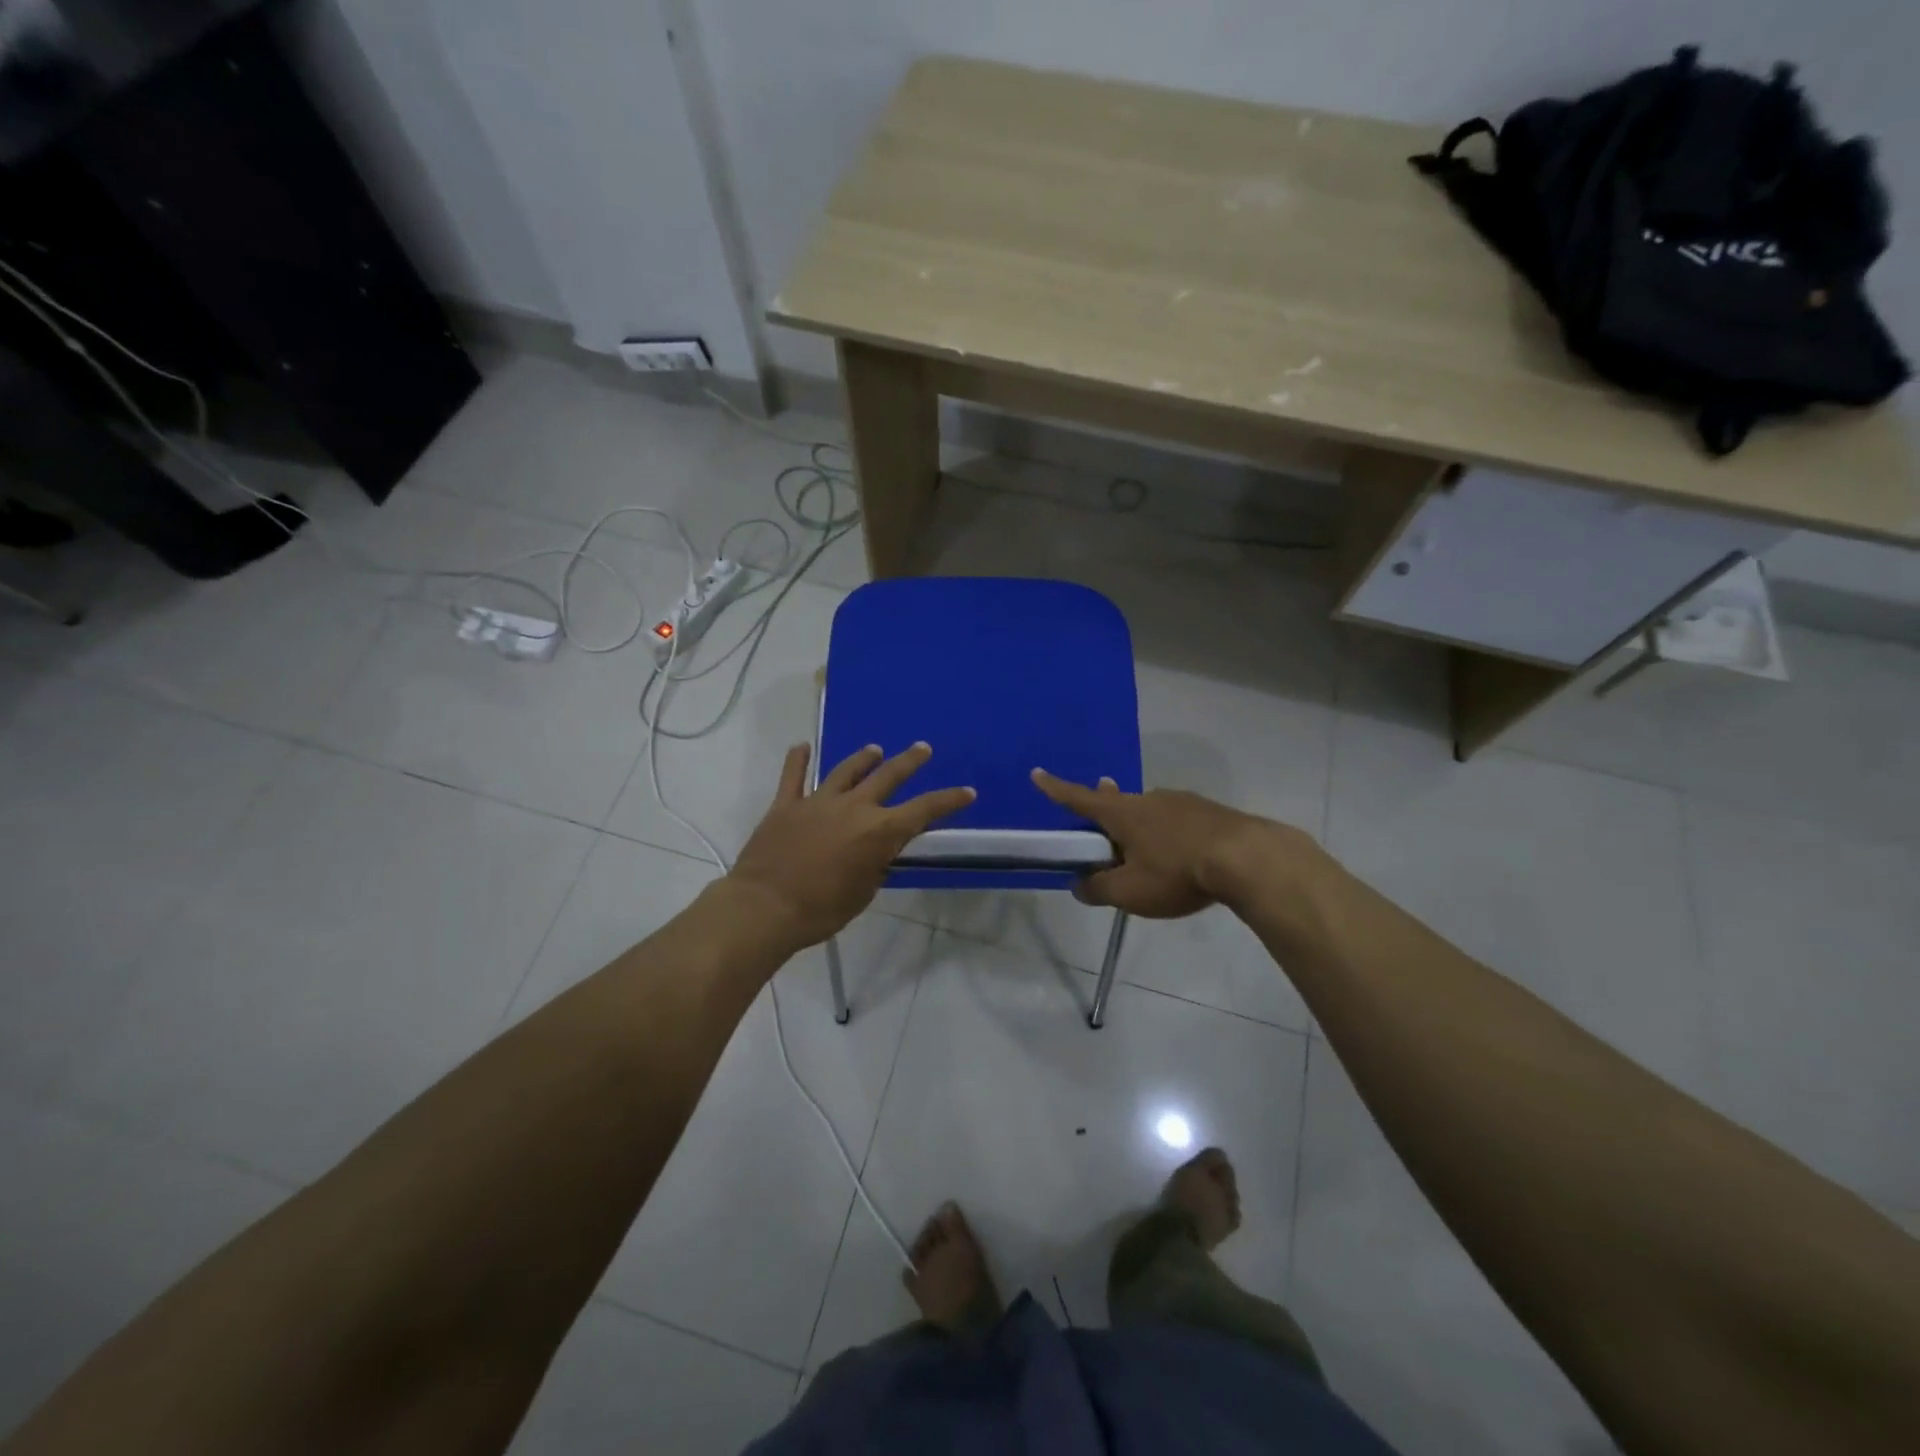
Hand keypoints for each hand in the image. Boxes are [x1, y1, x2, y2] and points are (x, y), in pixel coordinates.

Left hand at [729, 742, 974, 948]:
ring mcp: (818, 801)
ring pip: (846, 770)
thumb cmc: (821, 910)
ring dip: (863, 758)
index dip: (948, 800)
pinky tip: (801, 746)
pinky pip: (793, 776)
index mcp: (879, 831)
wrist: (765, 908)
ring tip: (874, 749)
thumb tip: (878, 852)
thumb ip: (875, 865)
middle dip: (909, 761)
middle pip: (888, 776)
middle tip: (922, 749)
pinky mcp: (786, 804)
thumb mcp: (863, 893)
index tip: (967, 792)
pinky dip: (798, 760)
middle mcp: (853, 807)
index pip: (924, 810)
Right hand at [1031, 769, 1292, 917]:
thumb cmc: (1177, 872)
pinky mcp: (1209, 811)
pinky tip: (1179, 849)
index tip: (1037, 773)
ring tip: (1141, 843)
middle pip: (1117, 801)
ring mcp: (1182, 801)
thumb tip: (1079, 885)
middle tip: (1097, 810)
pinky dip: (1168, 831)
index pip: (1079, 799)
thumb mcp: (1130, 892)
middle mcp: (1148, 799)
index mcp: (1122, 813)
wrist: (1248, 858)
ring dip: (1139, 822)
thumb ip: (1099, 889)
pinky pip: (1176, 818)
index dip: (1055, 789)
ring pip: (1149, 810)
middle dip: (1104, 806)